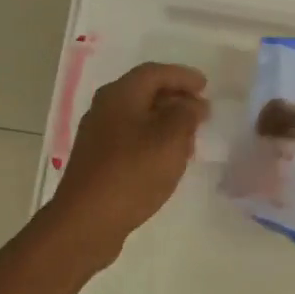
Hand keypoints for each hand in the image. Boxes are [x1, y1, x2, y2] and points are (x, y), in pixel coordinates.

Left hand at [48, 62, 208, 261]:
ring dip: (165, 121)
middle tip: (201, 111)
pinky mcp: (98, 160)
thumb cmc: (133, 172)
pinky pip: (131, 138)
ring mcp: (98, 136)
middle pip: (144, 92)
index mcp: (120, 95)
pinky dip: (153, 140)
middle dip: (175, 98)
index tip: (206, 86)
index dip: (183, 76)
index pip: (155, 72)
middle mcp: (105, 108)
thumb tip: (193, 104)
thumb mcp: (171, 139)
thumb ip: (187, 115)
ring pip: (138, 117)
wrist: (88, 221)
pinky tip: (167, 158)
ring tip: (190, 136)